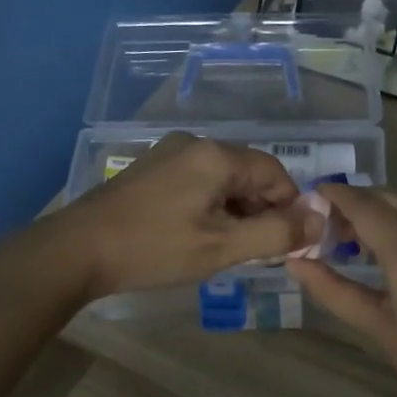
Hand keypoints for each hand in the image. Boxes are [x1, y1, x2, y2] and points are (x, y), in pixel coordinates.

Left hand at [52, 134, 318, 299]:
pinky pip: (198, 184)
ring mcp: (169, 155)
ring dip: (235, 213)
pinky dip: (210, 208)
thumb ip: (277, 233)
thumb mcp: (222, 246)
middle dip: (261, 212)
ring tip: (224, 249)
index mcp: (216, 155)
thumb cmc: (154, 248)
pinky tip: (197, 237)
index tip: (285, 244)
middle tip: (253, 252)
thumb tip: (321, 221)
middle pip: (249, 175)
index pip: (276, 174)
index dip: (289, 209)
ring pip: (223, 181)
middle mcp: (195, 144)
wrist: (75, 251)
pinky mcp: (151, 171)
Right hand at [287, 186, 396, 396]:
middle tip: (329, 226)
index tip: (312, 193)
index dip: (337, 195)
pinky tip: (391, 252)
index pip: (367, 208)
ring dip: (383, 214)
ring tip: (355, 242)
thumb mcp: (378, 328)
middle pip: (391, 200)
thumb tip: (295, 263)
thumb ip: (334, 290)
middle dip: (359, 204)